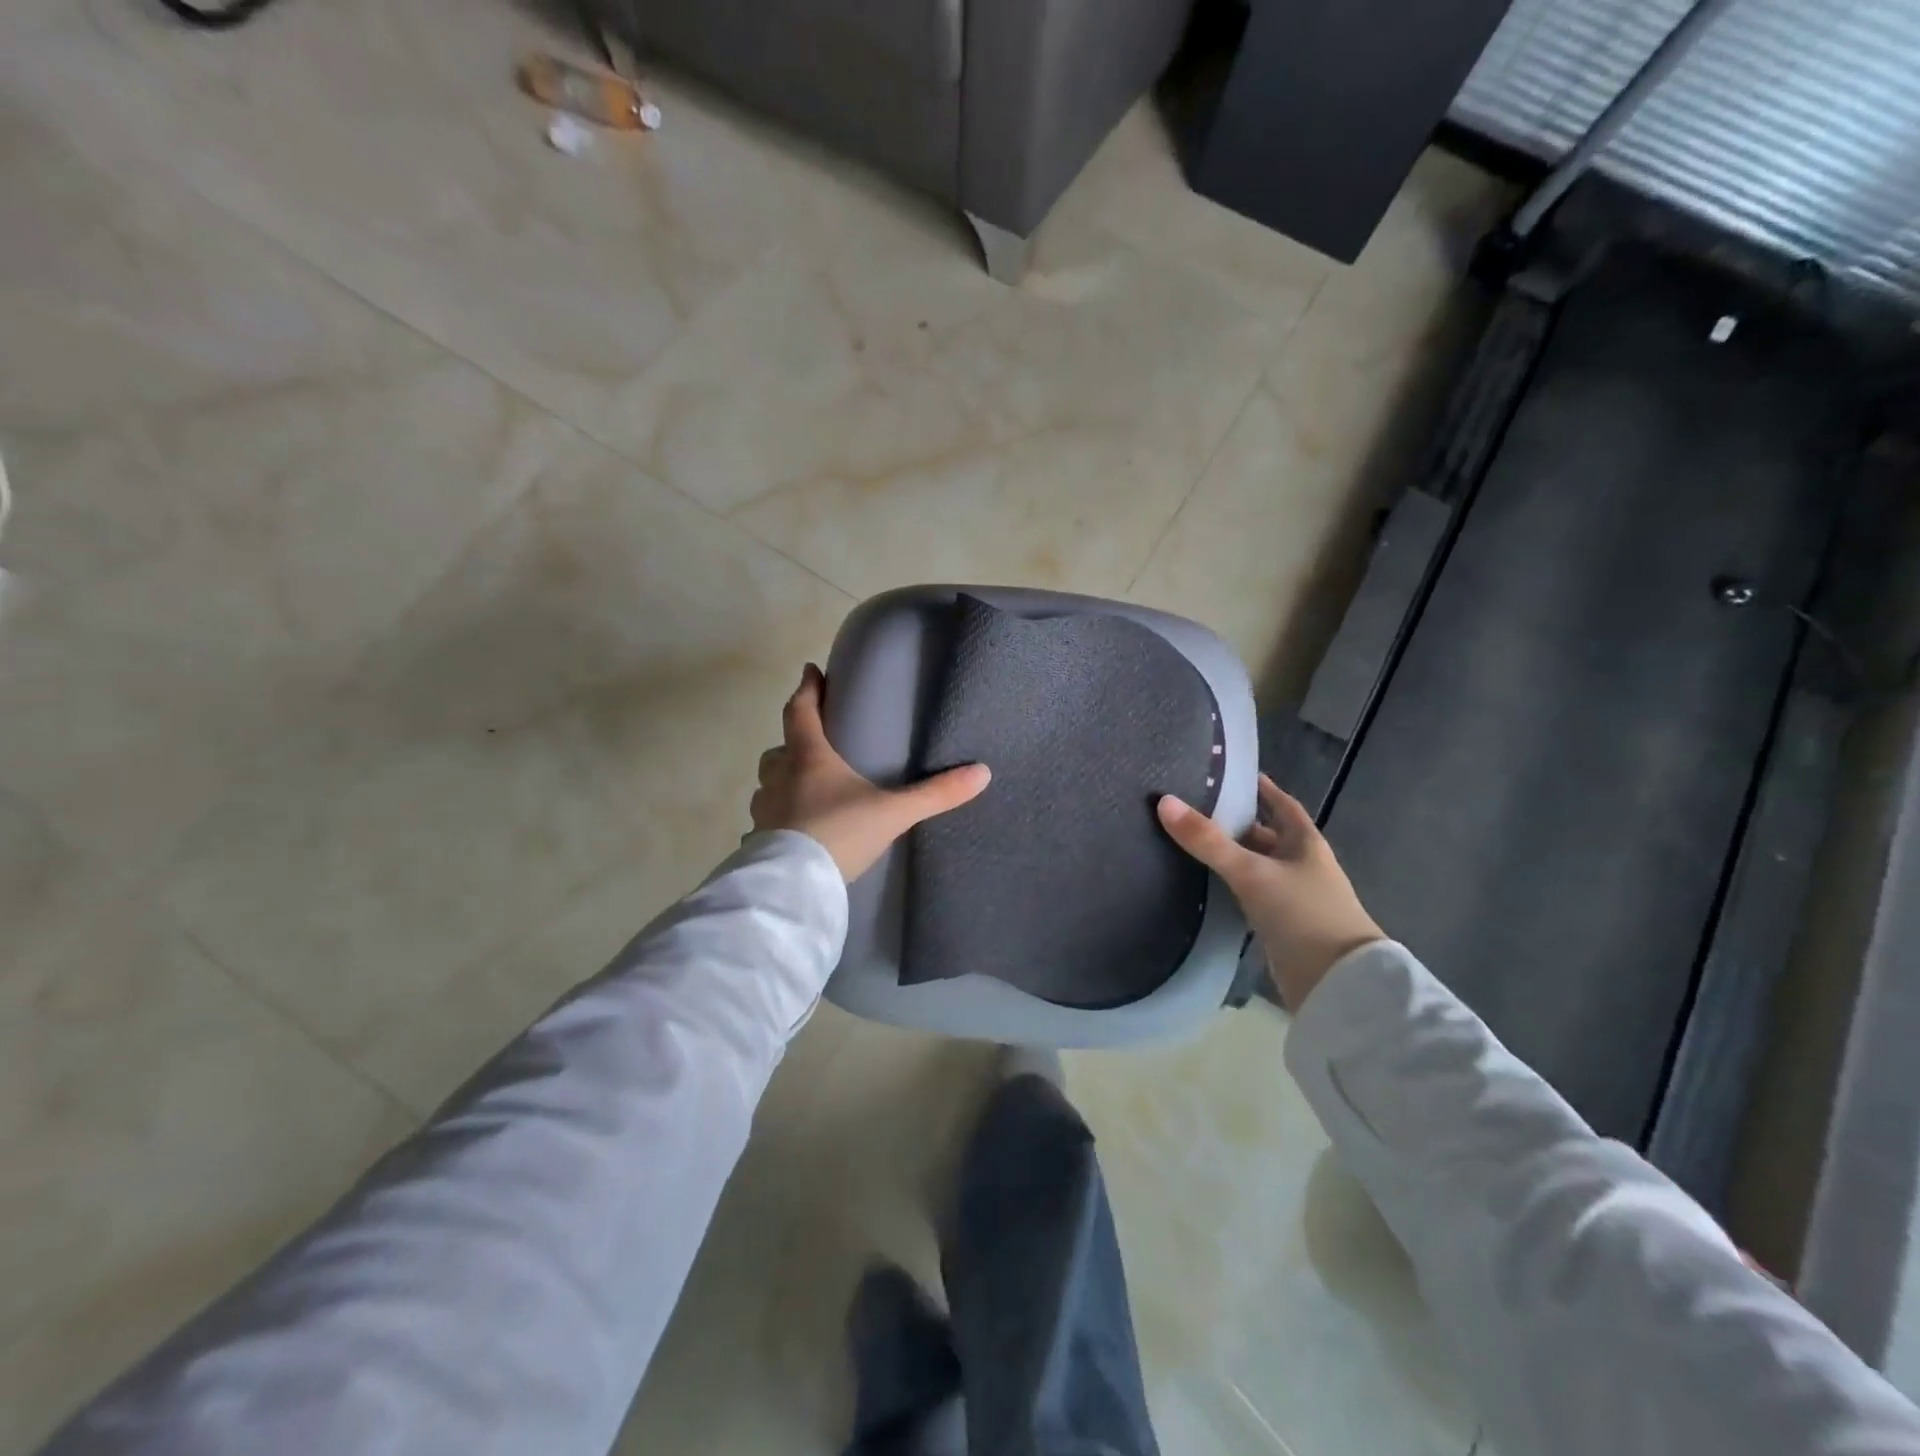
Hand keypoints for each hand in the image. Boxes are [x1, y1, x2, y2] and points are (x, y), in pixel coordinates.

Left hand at [752, 664, 991, 882]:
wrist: (795, 885)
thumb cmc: (839, 834)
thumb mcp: (893, 813)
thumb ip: (935, 794)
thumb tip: (982, 773)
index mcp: (809, 758)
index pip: (801, 711)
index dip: (806, 689)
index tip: (811, 670)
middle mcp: (780, 777)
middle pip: (780, 747)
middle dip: (794, 739)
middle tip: (813, 739)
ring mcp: (765, 809)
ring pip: (769, 782)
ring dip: (783, 777)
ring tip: (804, 785)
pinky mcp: (759, 839)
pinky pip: (767, 817)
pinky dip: (779, 814)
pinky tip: (795, 827)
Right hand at [1158, 775, 1383, 1010]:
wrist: (1337, 983)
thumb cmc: (1303, 914)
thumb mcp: (1252, 872)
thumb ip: (1208, 841)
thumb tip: (1164, 802)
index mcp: (1305, 843)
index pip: (1282, 805)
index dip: (1261, 789)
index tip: (1233, 774)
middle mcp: (1301, 864)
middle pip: (1267, 835)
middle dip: (1238, 822)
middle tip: (1197, 807)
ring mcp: (1294, 896)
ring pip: (1258, 865)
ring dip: (1233, 854)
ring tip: (1193, 841)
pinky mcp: (1282, 924)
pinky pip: (1253, 892)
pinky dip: (1233, 883)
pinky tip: (1208, 882)